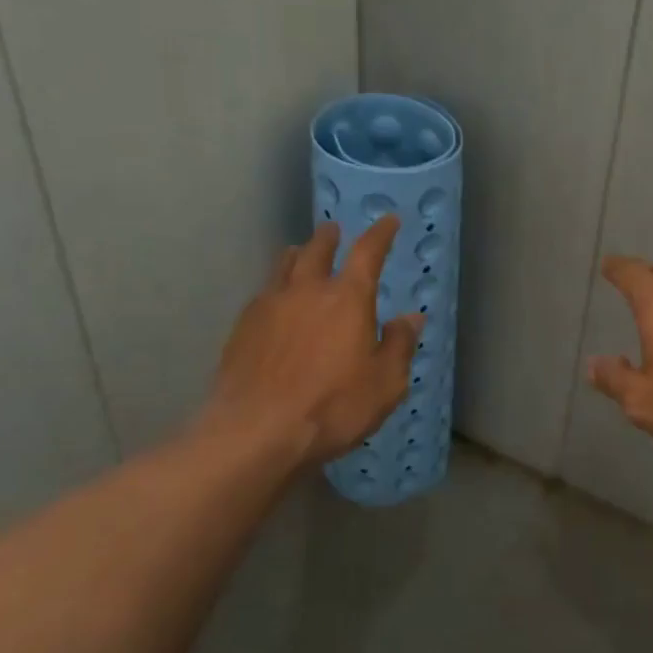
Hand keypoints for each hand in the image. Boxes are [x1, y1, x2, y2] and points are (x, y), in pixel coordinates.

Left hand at [204, 218, 421, 465]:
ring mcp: (269, 305)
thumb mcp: (385, 384)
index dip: (381, 234)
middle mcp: (307, 290)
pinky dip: (276, 287)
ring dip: (297, 255)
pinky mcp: (242, 327)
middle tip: (334, 231)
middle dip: (329, 238)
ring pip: (284, 266)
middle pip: (317, 250)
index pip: (368, 252)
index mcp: (348, 299)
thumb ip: (399, 345)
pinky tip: (275, 301)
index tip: (389, 220)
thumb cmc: (332, 407)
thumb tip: (410, 318)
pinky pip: (263, 293)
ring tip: (300, 253)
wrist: (255, 432)